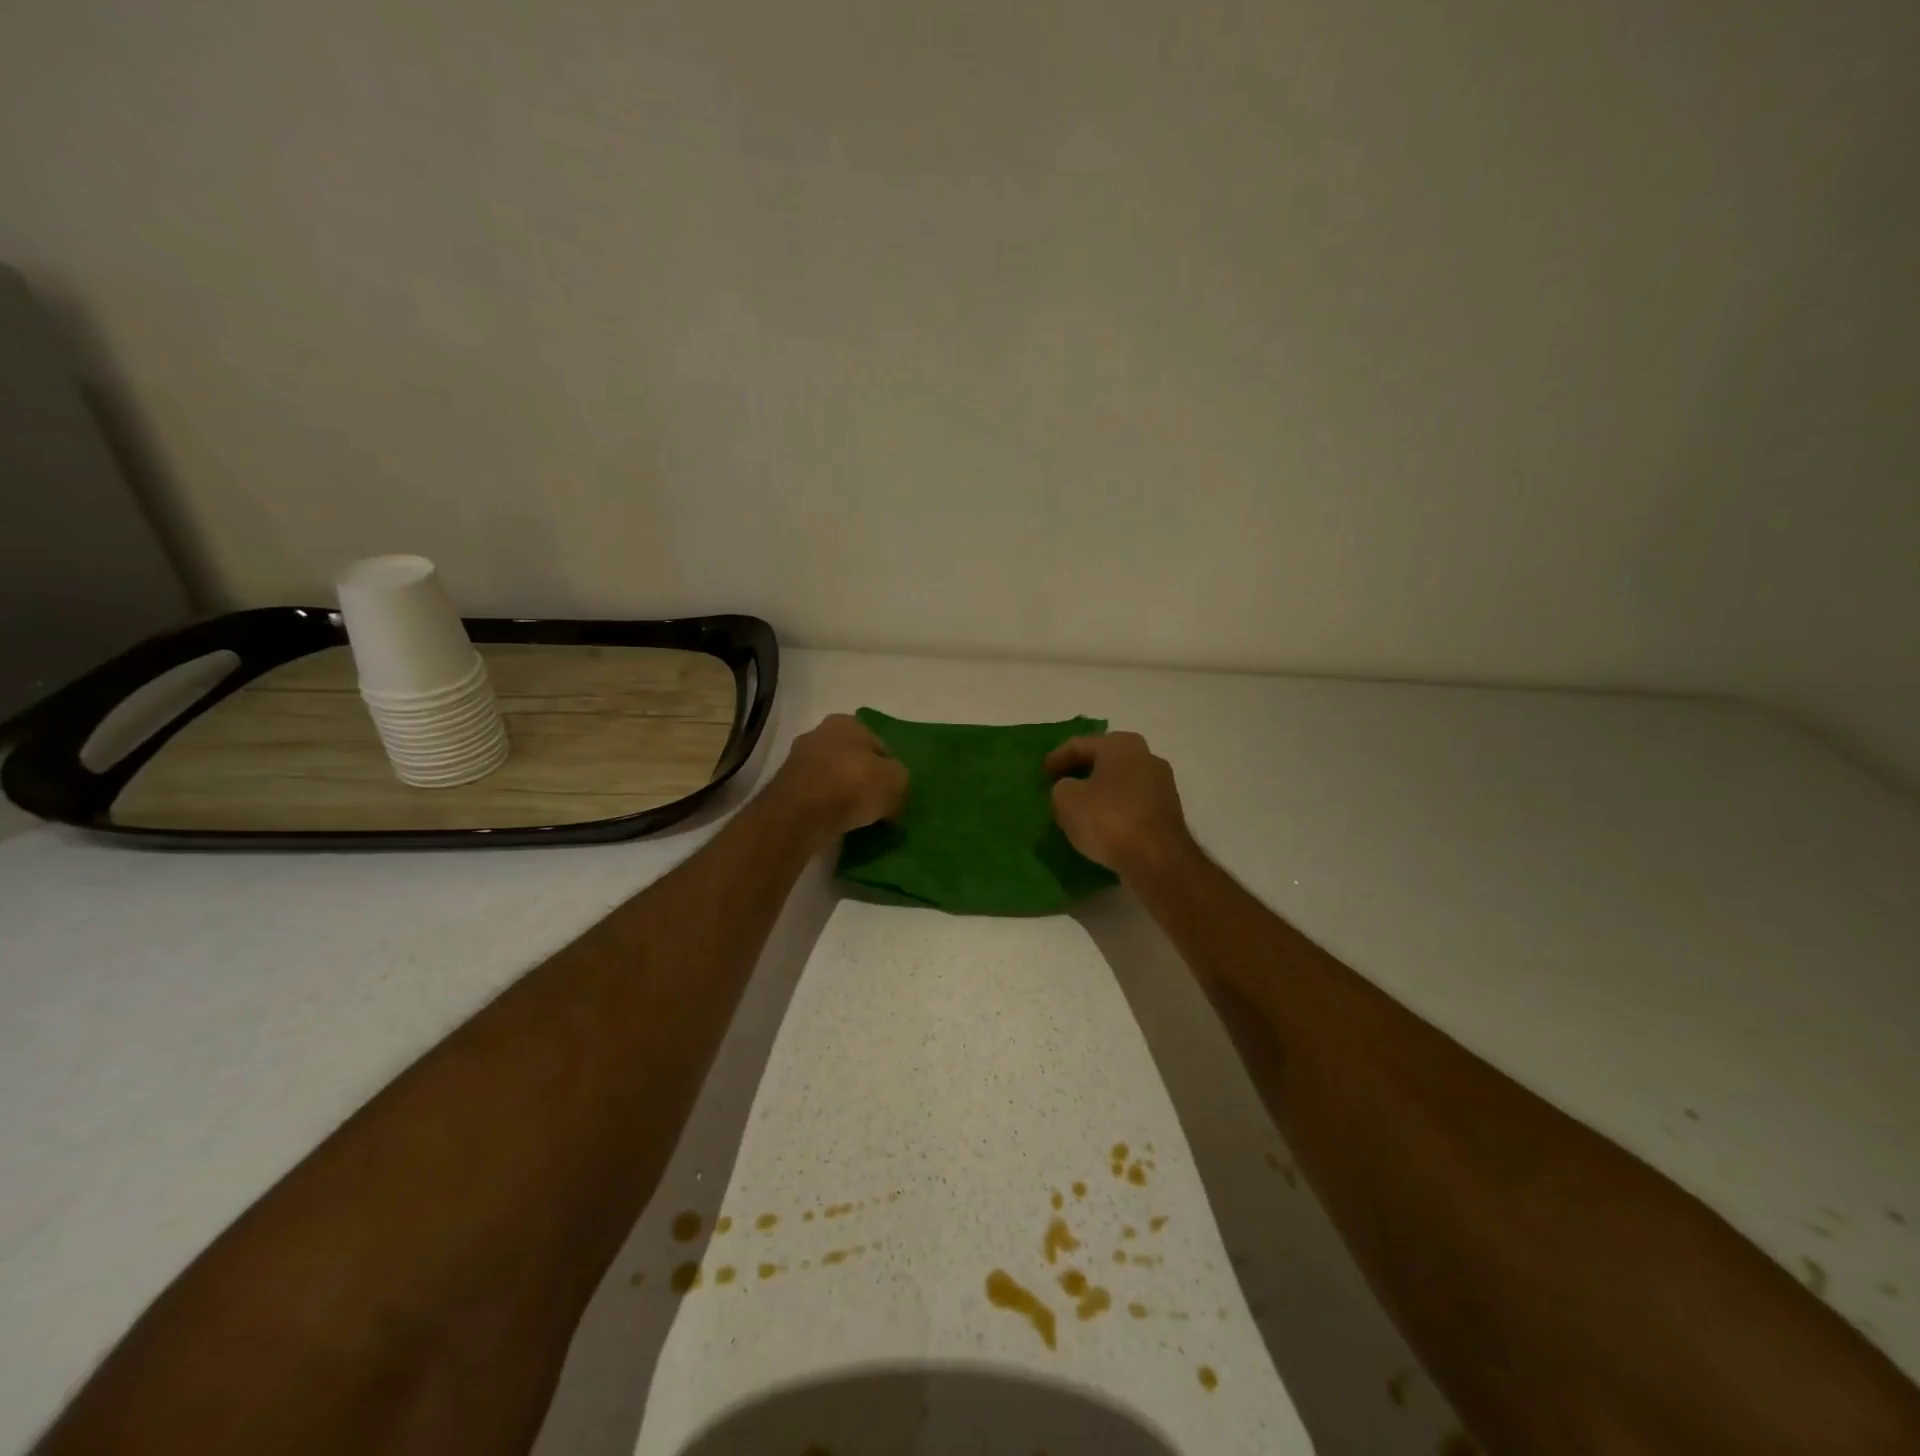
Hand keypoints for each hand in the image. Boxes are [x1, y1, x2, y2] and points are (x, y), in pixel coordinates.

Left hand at [772, 713, 908, 839]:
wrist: (801, 814)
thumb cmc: (854, 785)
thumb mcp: (897, 781)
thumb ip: (900, 781)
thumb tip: (892, 795)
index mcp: (847, 723)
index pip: (880, 747)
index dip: (891, 771)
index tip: (894, 794)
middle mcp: (819, 733)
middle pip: (853, 760)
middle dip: (865, 781)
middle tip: (878, 806)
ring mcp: (798, 760)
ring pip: (833, 778)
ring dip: (844, 795)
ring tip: (858, 819)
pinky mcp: (785, 787)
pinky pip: (816, 796)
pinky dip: (827, 808)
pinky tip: (837, 823)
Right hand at [1046, 730, 1192, 878]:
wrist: (1157, 860)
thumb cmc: (1108, 819)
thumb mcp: (1066, 800)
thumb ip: (1061, 788)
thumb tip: (1070, 789)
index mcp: (1121, 744)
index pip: (1079, 745)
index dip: (1056, 758)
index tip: (1041, 774)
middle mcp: (1146, 756)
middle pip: (1103, 761)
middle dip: (1079, 773)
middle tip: (1058, 787)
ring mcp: (1161, 784)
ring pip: (1119, 783)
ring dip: (1098, 792)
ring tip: (1077, 808)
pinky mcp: (1167, 812)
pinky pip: (1131, 803)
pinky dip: (1114, 809)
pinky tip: (1100, 824)